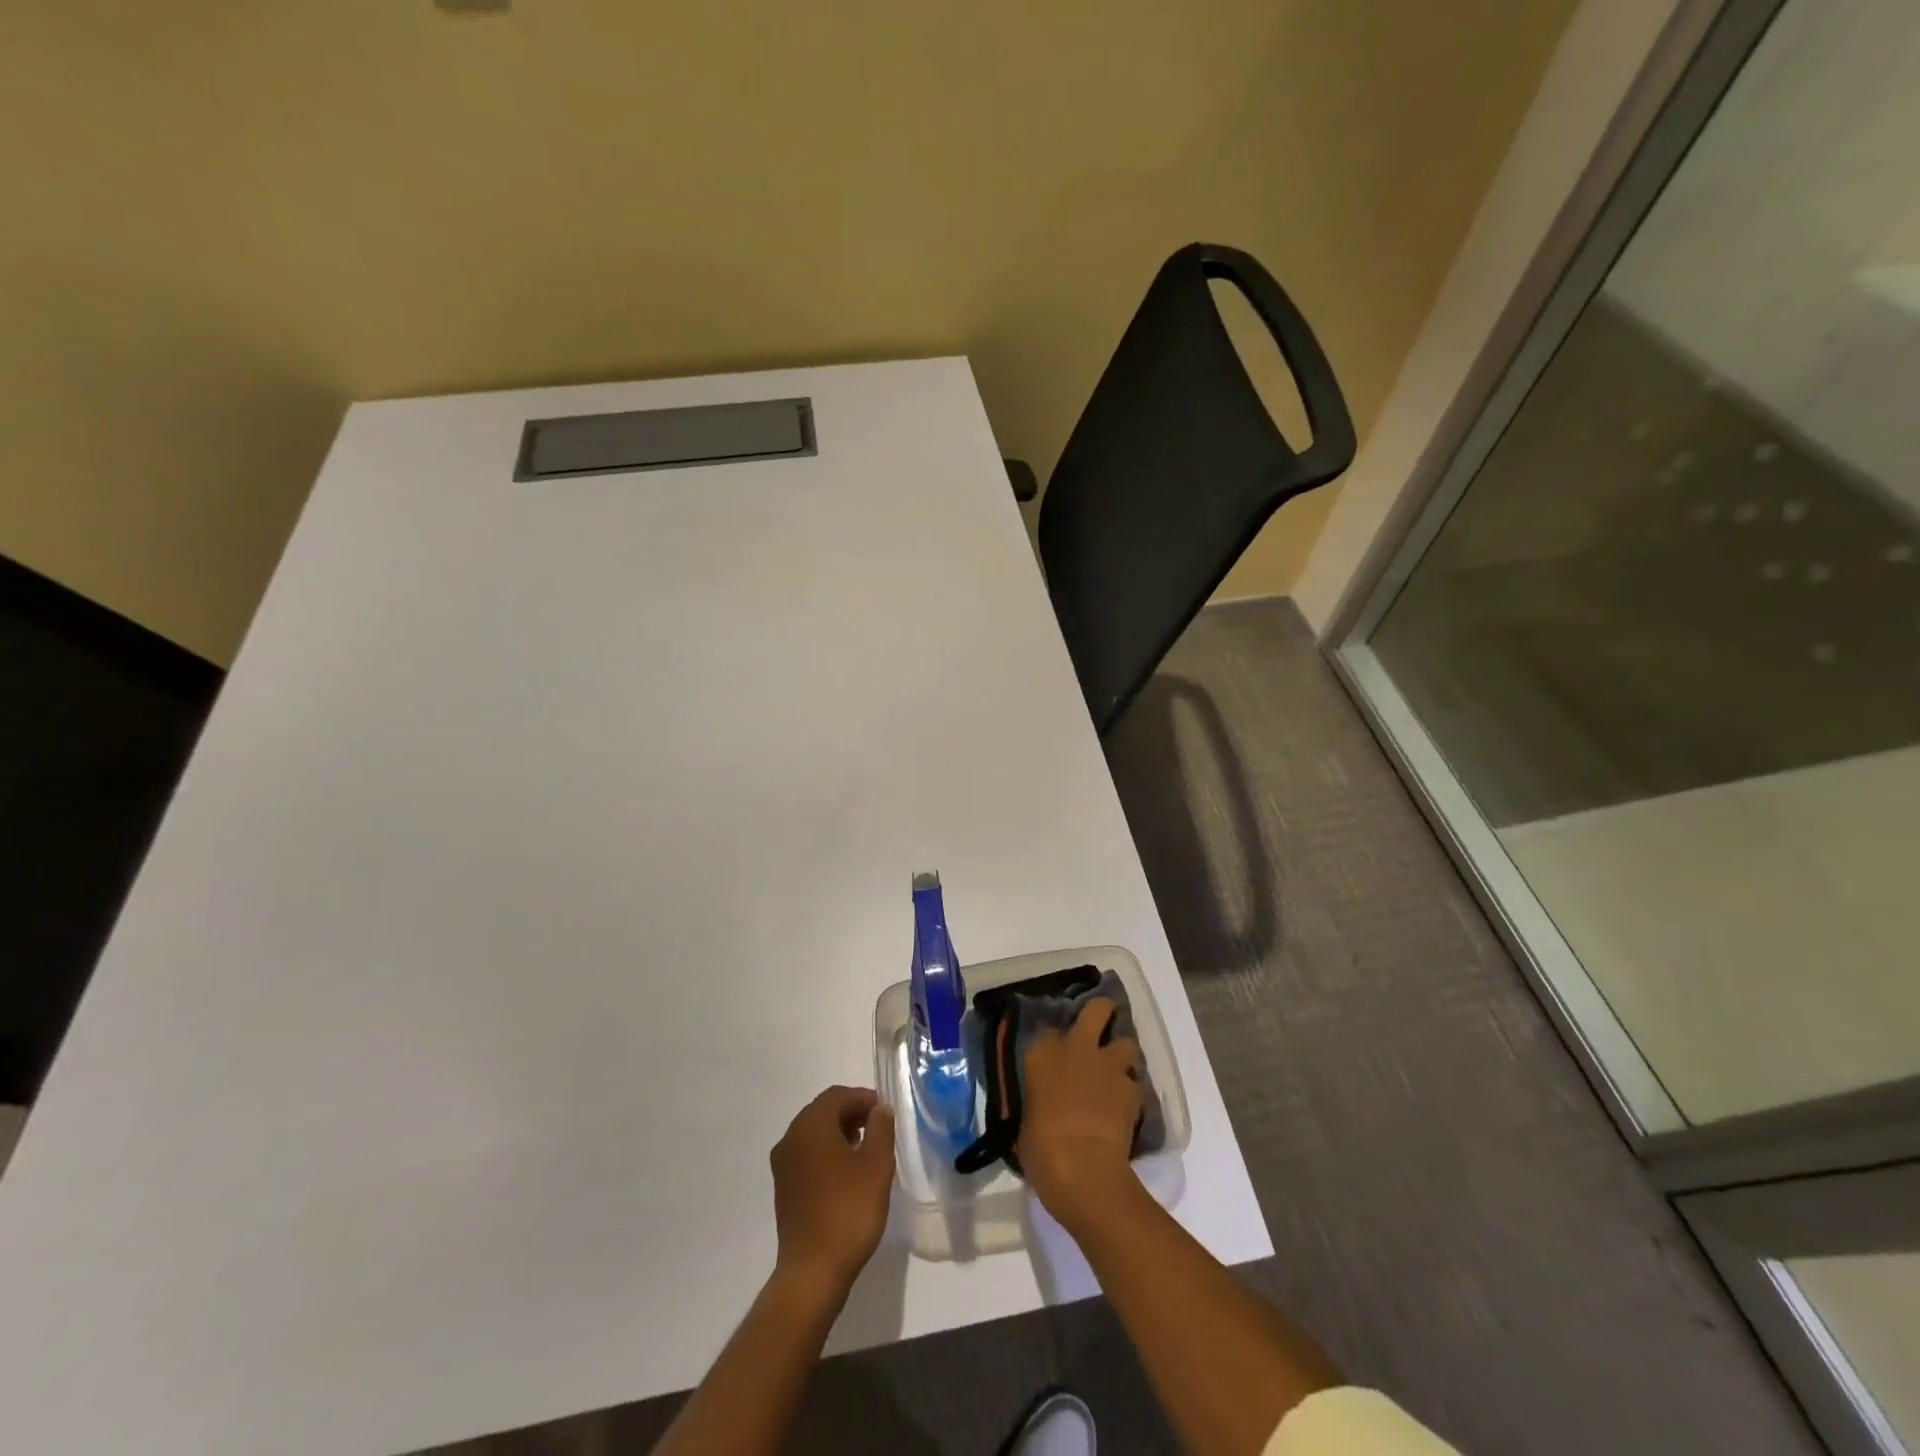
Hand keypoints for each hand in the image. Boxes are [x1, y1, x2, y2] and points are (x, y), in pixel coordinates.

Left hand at [770, 1086, 895, 1298]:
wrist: (813, 1271)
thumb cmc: (848, 1211)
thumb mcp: (876, 1165)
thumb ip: (881, 1128)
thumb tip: (880, 1109)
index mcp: (810, 1126)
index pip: (837, 1095)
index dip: (863, 1098)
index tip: (885, 1111)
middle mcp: (790, 1138)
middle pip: (823, 1111)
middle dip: (851, 1113)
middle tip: (878, 1128)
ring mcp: (783, 1164)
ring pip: (814, 1133)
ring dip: (839, 1133)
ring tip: (866, 1150)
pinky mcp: (783, 1188)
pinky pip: (807, 1155)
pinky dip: (827, 1152)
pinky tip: (847, 1173)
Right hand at [1017, 997, 1142, 1232]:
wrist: (1083, 1169)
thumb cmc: (1041, 1149)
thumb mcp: (1025, 1121)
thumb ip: (1038, 1101)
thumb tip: (1043, 1106)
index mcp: (1042, 1053)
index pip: (1048, 1029)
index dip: (1055, 1041)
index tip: (1056, 1052)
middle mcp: (1076, 1048)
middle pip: (1097, 1009)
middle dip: (1101, 1013)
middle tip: (1099, 1027)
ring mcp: (1108, 1066)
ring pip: (1125, 1043)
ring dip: (1121, 1055)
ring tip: (1116, 1072)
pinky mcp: (1132, 1089)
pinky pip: (1135, 1082)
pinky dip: (1130, 1091)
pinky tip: (1125, 1107)